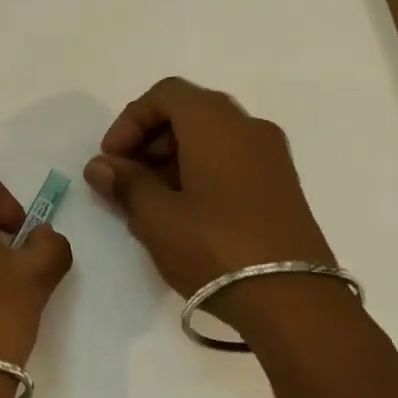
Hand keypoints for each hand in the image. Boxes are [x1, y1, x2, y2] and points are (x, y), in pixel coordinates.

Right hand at [84, 77, 334, 310]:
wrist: (297, 303)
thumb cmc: (216, 247)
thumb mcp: (157, 217)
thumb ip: (125, 184)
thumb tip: (100, 167)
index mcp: (215, 121)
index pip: (164, 94)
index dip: (129, 121)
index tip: (112, 160)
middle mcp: (247, 126)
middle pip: (188, 113)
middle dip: (149, 141)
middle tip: (127, 181)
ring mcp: (271, 156)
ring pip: (210, 138)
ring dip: (172, 160)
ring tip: (151, 205)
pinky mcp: (282, 186)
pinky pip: (232, 161)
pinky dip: (200, 173)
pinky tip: (185, 216)